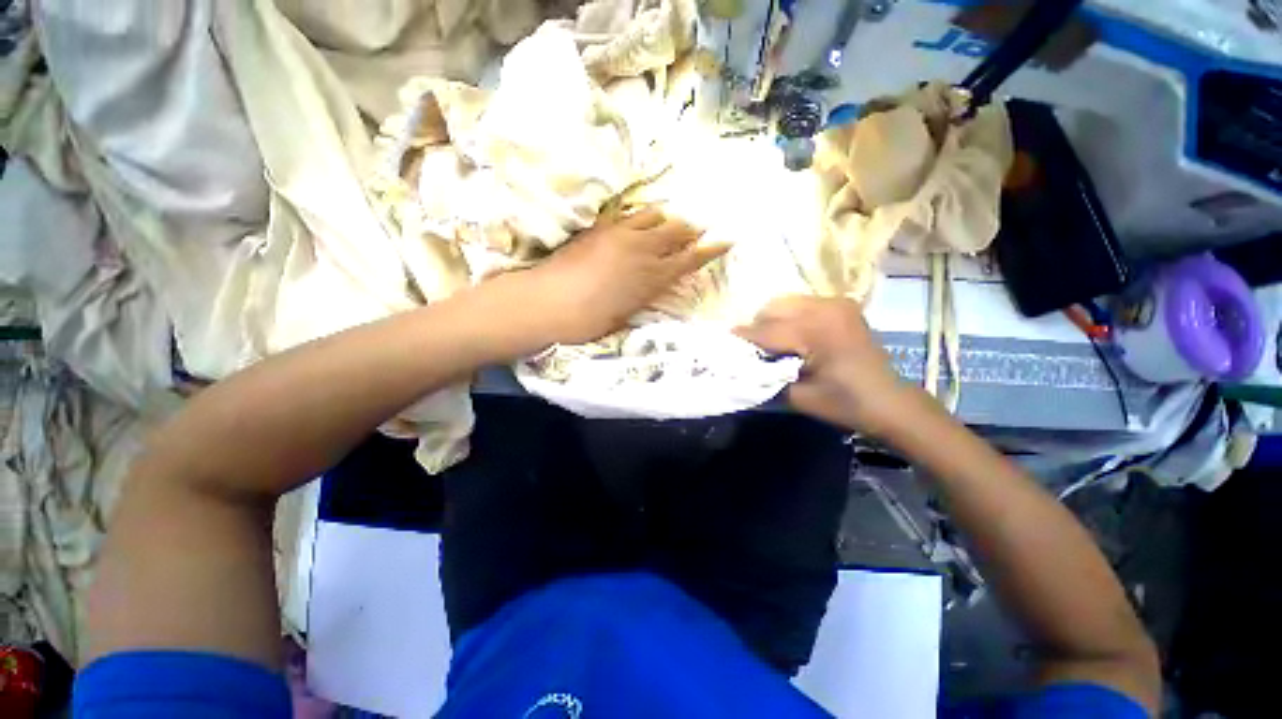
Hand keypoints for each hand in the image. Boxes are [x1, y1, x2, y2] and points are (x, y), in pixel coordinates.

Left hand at [524, 209, 728, 344]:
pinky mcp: (600, 228)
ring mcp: (620, 234)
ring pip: (654, 216)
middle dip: (692, 229)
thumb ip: (644, 295)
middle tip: (699, 230)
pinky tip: (640, 221)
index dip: (710, 249)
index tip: (727, 239)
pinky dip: (642, 217)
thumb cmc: (588, 321)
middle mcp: (642, 249)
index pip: (690, 258)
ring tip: (670, 223)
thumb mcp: (625, 316)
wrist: (546, 302)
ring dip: (667, 219)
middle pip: (676, 230)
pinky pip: (629, 215)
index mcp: (652, 277)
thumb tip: (654, 286)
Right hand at [736, 296, 920, 434]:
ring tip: (770, 342)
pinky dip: (788, 317)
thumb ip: (765, 378)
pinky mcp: (841, 305)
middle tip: (750, 349)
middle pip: (773, 308)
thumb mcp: (798, 397)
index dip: (742, 338)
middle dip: (757, 327)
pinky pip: (801, 304)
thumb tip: (739, 366)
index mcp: (816, 331)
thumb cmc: (845, 404)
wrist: (890, 401)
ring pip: (785, 302)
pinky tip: (790, 336)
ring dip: (772, 320)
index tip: (722, 342)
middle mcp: (826, 307)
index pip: (766, 330)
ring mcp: (836, 303)